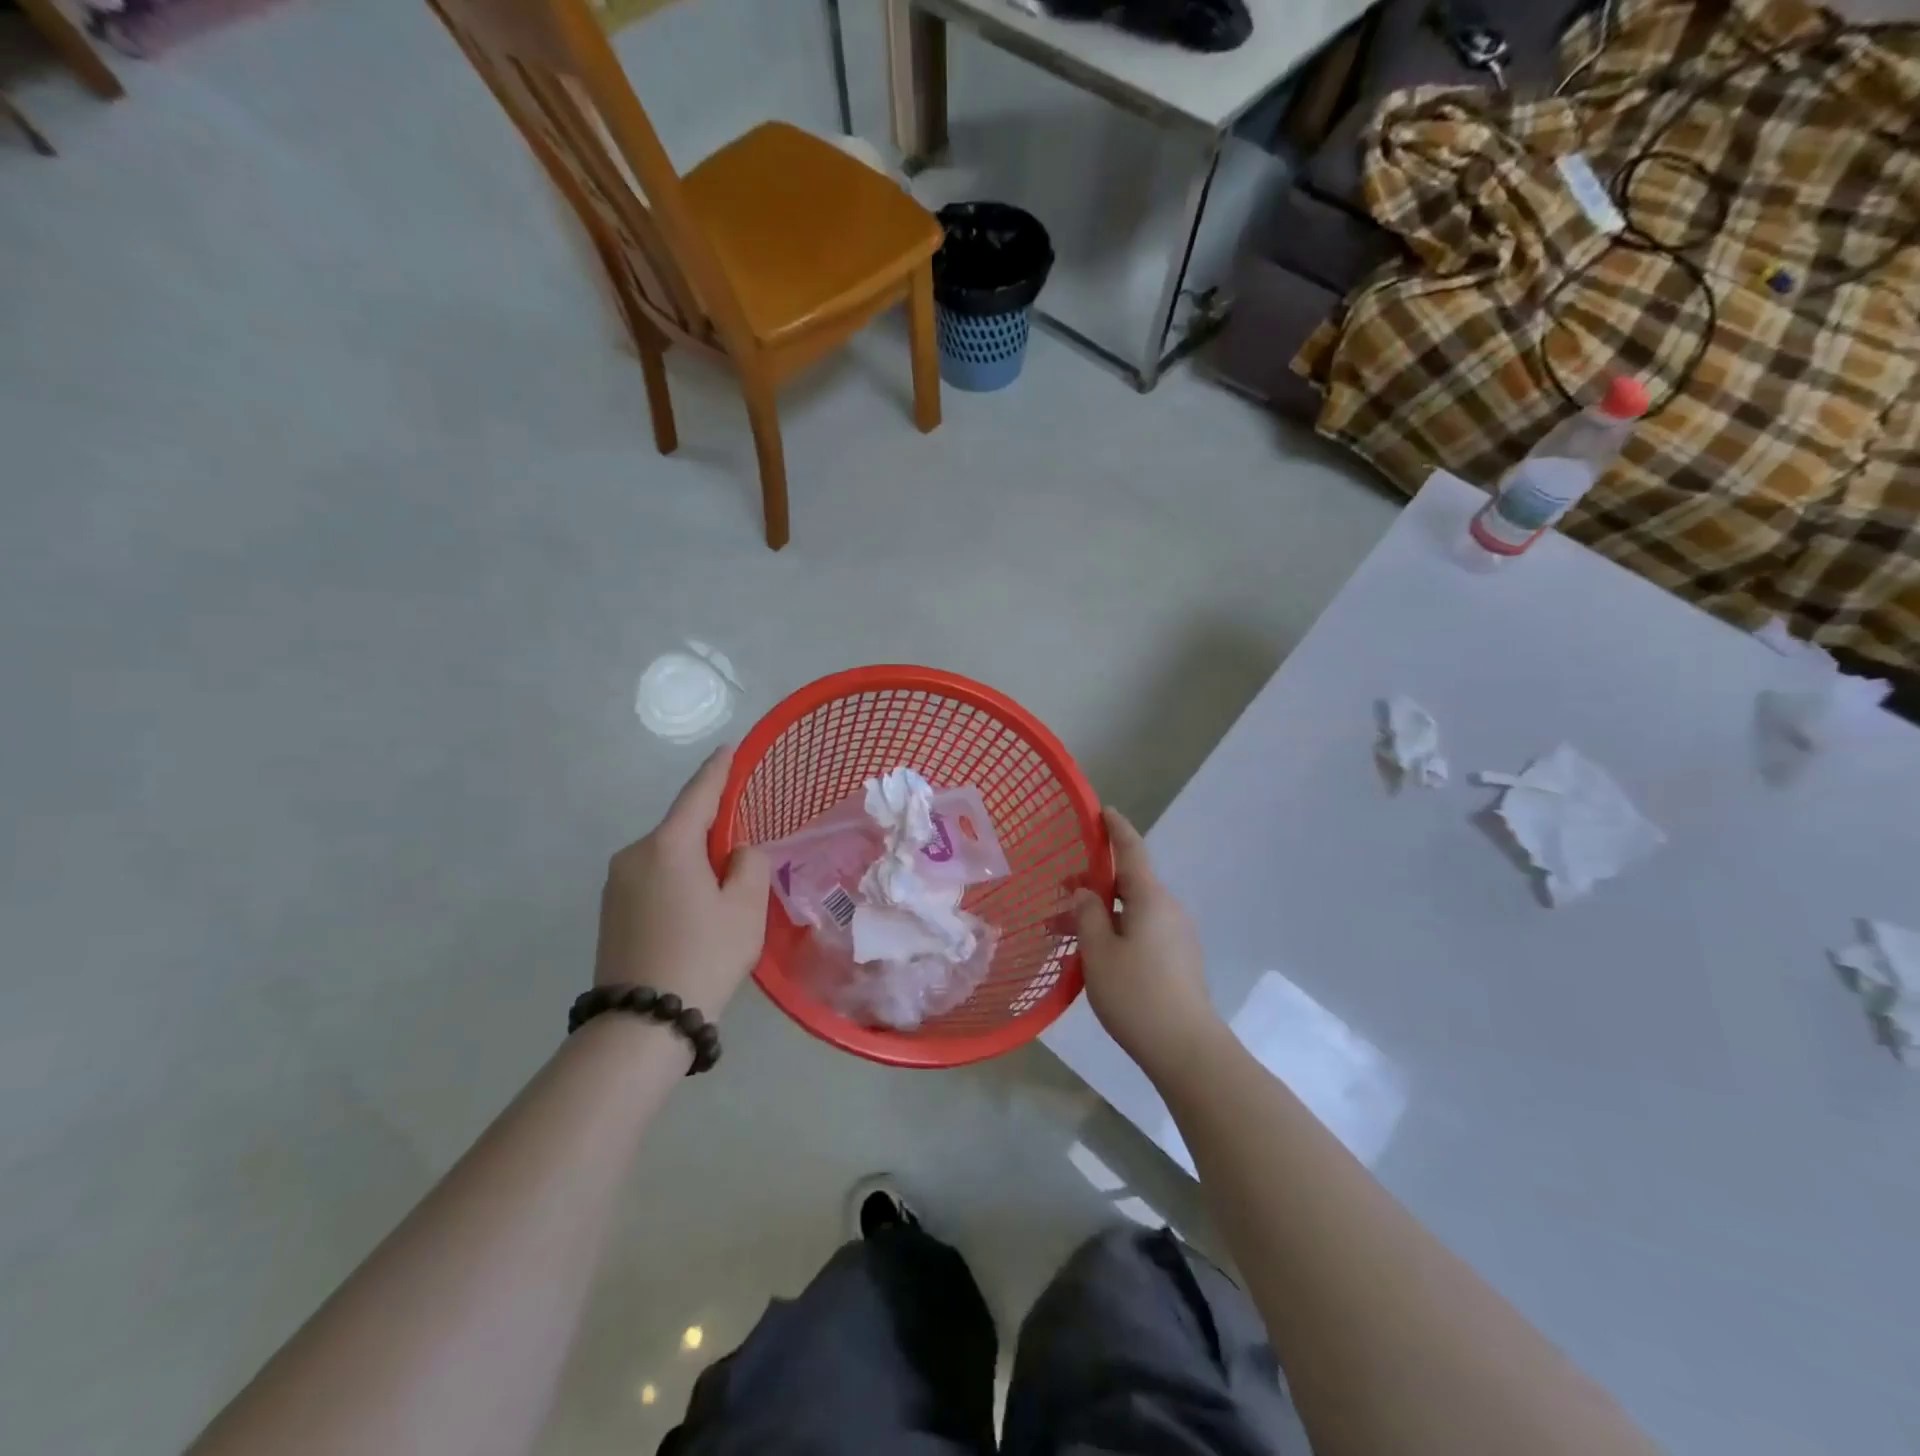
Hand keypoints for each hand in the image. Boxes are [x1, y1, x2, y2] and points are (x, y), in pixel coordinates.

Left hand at [594, 746, 770, 1017]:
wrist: (642, 1024)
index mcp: (668, 845)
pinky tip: (694, 913)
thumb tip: (737, 853)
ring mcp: (615, 883)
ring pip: (667, 857)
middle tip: (743, 856)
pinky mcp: (609, 910)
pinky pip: (652, 878)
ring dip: (694, 862)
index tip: (730, 749)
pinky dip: (677, 882)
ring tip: (721, 897)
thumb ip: (750, 864)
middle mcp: (634, 854)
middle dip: (712, 833)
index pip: (698, 794)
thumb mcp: (746, 908)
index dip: (718, 770)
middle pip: (682, 829)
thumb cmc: (703, 956)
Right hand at [1072, 807, 1221, 1081]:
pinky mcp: (1178, 959)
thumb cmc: (1137, 994)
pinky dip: (1116, 930)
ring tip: (1065, 932)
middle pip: (1129, 882)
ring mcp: (1177, 935)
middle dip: (1094, 882)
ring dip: (1100, 913)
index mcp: (1150, 898)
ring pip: (1132, 910)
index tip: (1101, 811)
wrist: (1186, 1049)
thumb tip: (1085, 892)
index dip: (1115, 828)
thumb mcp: (1098, 952)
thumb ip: (1087, 914)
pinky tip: (1093, 953)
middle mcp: (1168, 909)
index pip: (1131, 850)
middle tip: (1059, 892)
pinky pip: (1142, 930)